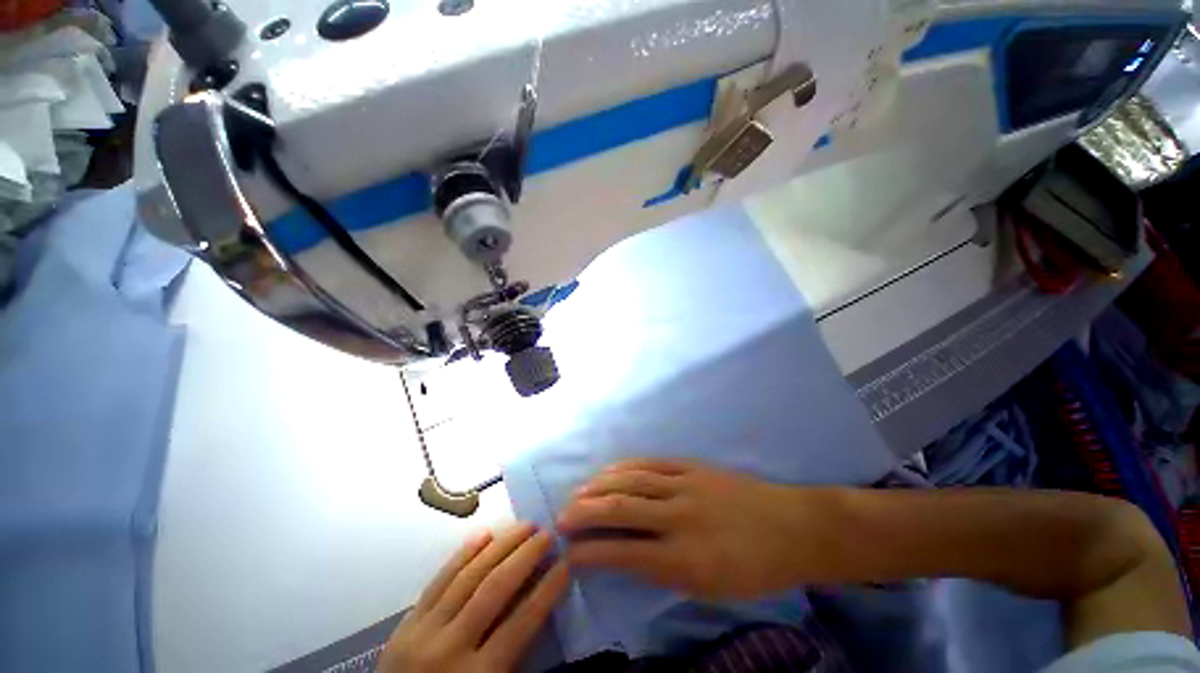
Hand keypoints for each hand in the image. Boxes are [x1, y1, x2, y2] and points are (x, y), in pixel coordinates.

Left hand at [379, 523, 568, 672]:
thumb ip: (516, 656)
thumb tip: (540, 606)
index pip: (521, 623)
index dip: (547, 590)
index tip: (566, 564)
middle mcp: (449, 647)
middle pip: (494, 589)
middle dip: (525, 556)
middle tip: (547, 534)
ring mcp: (423, 631)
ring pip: (468, 576)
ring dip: (500, 545)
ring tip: (524, 526)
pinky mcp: (406, 621)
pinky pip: (439, 579)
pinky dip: (464, 554)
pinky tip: (484, 534)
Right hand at [558, 459, 823, 599]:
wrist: (792, 527)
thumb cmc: (753, 568)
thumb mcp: (710, 587)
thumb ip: (665, 571)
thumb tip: (627, 556)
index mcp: (685, 557)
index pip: (624, 552)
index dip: (591, 552)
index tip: (570, 554)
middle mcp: (679, 517)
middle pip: (621, 508)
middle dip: (585, 512)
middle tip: (561, 517)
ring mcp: (685, 485)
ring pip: (631, 480)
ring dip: (599, 486)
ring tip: (578, 493)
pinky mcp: (691, 466)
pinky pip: (650, 463)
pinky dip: (625, 467)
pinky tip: (610, 471)